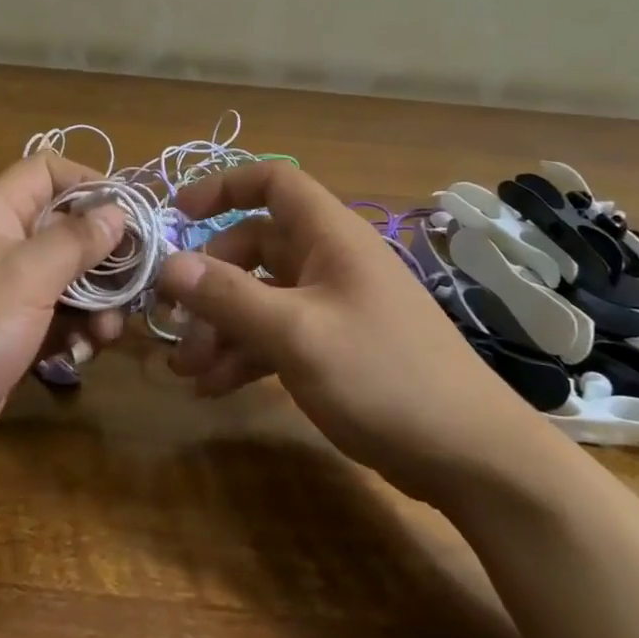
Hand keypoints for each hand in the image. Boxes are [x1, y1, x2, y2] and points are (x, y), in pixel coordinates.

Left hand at [0, 153, 126, 484]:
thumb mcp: (24, 277)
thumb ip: (75, 240)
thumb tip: (117, 210)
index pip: (48, 172)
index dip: (90, 183)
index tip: (130, 216)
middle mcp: (4, 247)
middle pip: (70, 229)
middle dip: (106, 256)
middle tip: (133, 285)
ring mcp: (9, 295)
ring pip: (72, 280)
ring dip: (98, 303)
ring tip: (106, 332)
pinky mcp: (14, 337)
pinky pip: (60, 321)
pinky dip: (78, 334)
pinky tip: (83, 355)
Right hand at [154, 162, 544, 501]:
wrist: (469, 454)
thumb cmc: (383, 375)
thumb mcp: (297, 333)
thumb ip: (230, 296)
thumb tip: (169, 264)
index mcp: (330, 236)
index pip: (274, 183)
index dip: (224, 187)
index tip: (178, 216)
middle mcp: (331, 262)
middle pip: (255, 248)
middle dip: (211, 283)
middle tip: (174, 324)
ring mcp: (335, 306)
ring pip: (262, 298)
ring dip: (221, 327)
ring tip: (185, 370)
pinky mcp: (337, 348)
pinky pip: (278, 336)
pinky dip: (245, 354)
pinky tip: (214, 388)